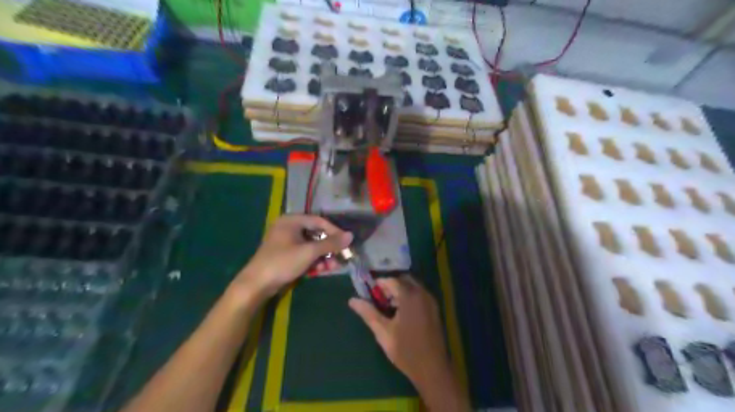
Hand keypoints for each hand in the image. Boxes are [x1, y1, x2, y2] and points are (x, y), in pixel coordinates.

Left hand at [232, 216, 351, 301]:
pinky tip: (323, 269)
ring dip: (324, 256)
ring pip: (311, 246)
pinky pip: (304, 254)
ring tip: (334, 267)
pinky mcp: (286, 255)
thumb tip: (351, 236)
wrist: (256, 285)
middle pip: (316, 234)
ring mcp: (286, 242)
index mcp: (292, 221)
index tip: (347, 242)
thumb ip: (330, 244)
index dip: (335, 231)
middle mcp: (289, 228)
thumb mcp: (309, 252)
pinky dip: (314, 260)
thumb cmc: (282, 262)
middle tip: (342, 256)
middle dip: (330, 247)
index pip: (319, 221)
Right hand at [348, 277, 451, 385]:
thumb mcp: (383, 332)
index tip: (369, 294)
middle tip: (379, 300)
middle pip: (403, 280)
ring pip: (412, 287)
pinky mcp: (435, 309)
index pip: (391, 280)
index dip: (379, 285)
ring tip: (388, 308)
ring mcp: (431, 301)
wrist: (432, 369)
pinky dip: (409, 297)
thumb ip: (368, 313)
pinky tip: (402, 314)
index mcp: (409, 296)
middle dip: (390, 286)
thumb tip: (352, 300)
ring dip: (400, 291)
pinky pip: (420, 295)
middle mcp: (422, 293)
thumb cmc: (405, 350)